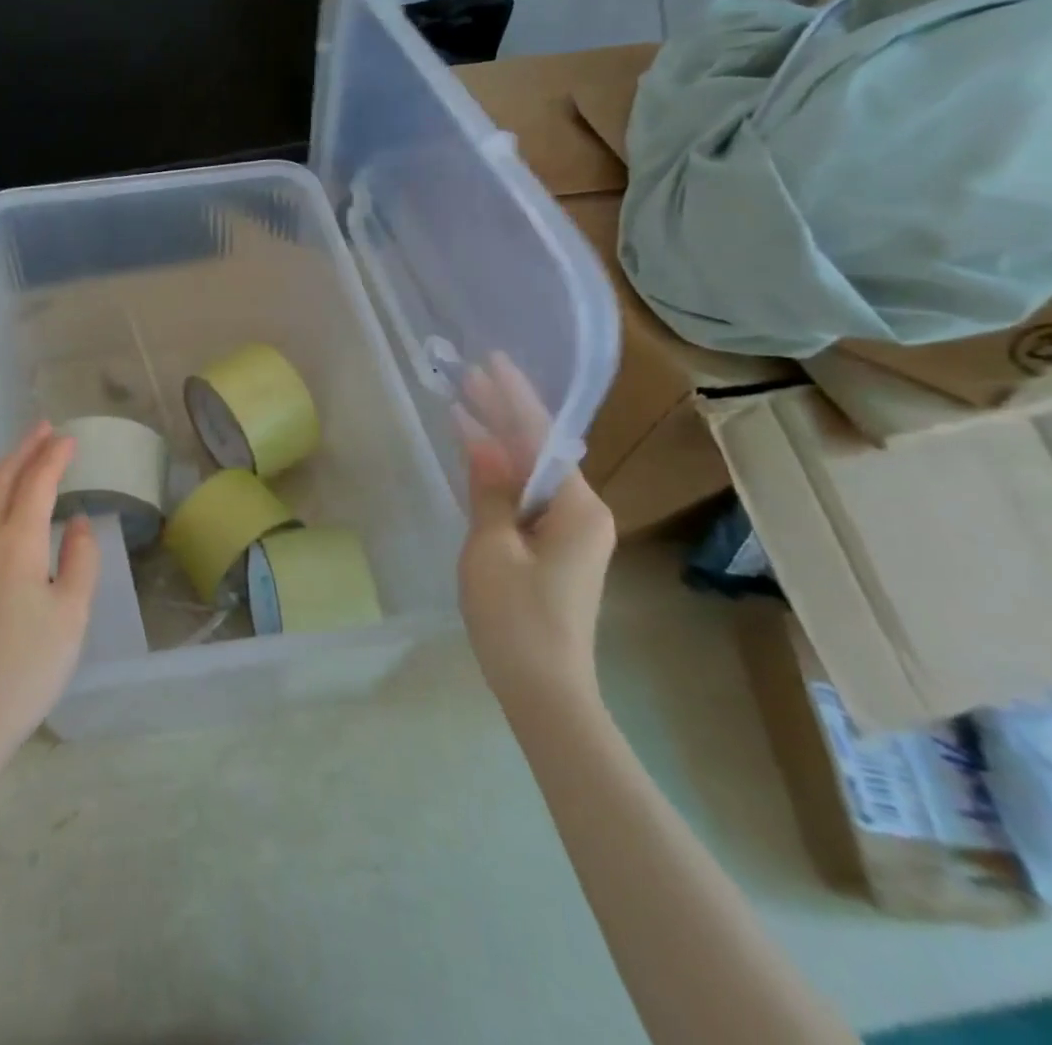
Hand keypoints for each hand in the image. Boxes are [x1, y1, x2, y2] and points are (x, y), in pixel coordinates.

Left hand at [0, 422, 97, 789]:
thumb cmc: (28, 669)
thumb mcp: (72, 616)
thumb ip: (80, 560)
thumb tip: (76, 521)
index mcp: (17, 543)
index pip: (37, 483)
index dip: (54, 457)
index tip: (69, 440)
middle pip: (1, 479)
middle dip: (24, 450)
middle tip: (44, 430)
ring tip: (10, 459)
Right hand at [454, 358, 616, 704]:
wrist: (544, 689)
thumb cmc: (515, 616)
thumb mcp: (491, 546)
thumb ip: (489, 488)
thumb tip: (479, 438)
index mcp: (578, 508)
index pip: (541, 438)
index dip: (513, 398)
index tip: (491, 362)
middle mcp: (585, 513)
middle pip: (540, 452)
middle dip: (505, 415)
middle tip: (469, 377)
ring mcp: (574, 534)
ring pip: (534, 475)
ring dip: (502, 443)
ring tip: (466, 406)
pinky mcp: (558, 551)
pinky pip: (530, 498)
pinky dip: (504, 476)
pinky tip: (480, 459)